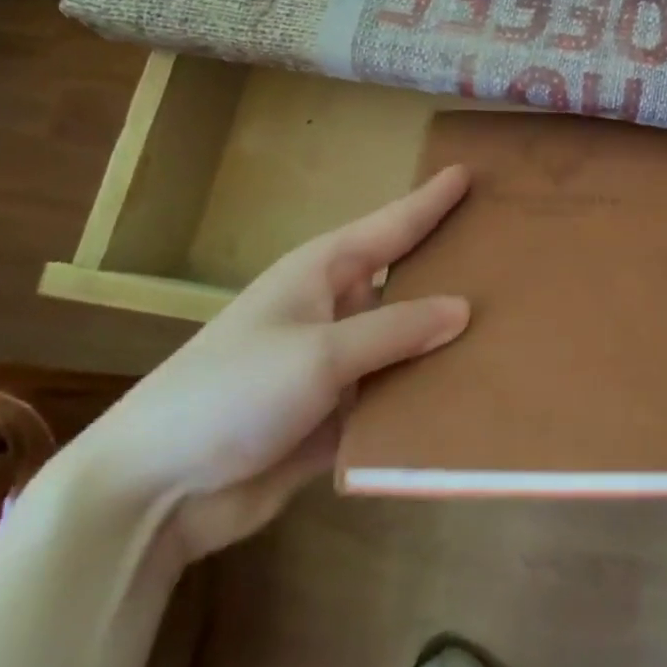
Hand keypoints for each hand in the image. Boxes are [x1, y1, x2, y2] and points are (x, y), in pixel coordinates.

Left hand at [45, 168, 472, 566]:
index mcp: (321, 272)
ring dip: (443, 343)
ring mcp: (334, 366)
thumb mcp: (318, 354)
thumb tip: (465, 308)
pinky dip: (423, 397)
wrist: (155, 492)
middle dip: (450, 270)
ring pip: (403, 344)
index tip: (470, 174)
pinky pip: (392, 398)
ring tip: (510, 326)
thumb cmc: (231, 392)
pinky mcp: (334, 418)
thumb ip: (394, 330)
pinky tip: (471, 396)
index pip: (391, 226)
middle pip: (404, 283)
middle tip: (511, 254)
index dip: (431, 201)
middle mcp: (332, 310)